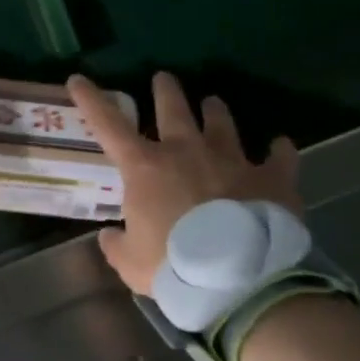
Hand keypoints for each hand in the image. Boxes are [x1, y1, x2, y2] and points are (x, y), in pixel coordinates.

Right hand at [67, 71, 300, 294]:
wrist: (241, 283)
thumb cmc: (176, 269)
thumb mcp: (132, 265)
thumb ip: (117, 246)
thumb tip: (109, 236)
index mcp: (146, 167)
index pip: (108, 124)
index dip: (91, 100)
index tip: (78, 79)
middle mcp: (187, 151)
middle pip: (173, 107)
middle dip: (165, 89)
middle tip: (163, 78)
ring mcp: (231, 159)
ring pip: (222, 121)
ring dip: (215, 111)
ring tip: (214, 102)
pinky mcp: (270, 178)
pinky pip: (279, 156)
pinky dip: (279, 151)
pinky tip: (281, 146)